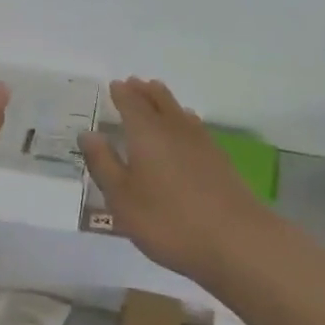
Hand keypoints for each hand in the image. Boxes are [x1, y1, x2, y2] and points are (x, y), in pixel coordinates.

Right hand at [81, 78, 277, 281]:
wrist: (236, 241)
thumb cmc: (168, 220)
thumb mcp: (122, 198)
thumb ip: (104, 163)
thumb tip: (88, 133)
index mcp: (146, 133)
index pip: (131, 103)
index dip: (121, 93)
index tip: (113, 85)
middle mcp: (174, 129)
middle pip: (159, 100)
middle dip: (144, 91)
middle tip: (134, 83)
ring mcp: (201, 143)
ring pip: (179, 111)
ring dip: (165, 101)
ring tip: (156, 96)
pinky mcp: (220, 160)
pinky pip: (195, 126)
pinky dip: (184, 119)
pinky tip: (187, 129)